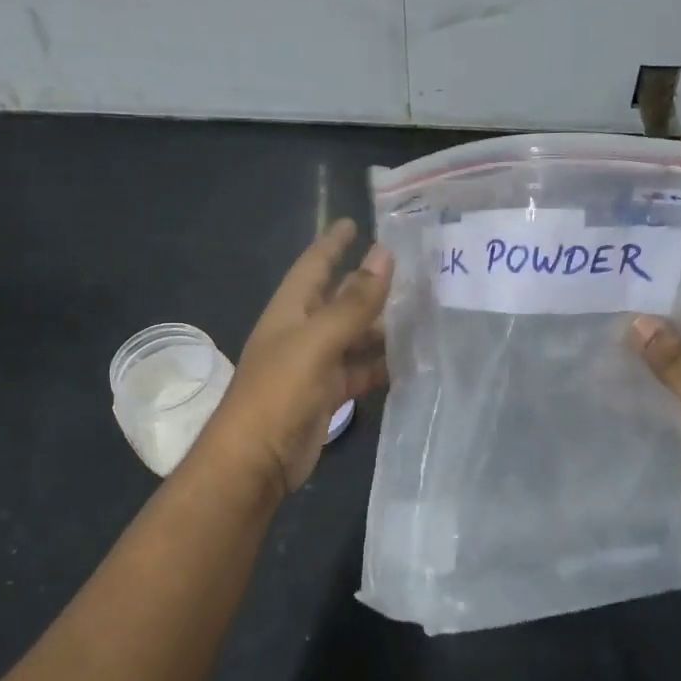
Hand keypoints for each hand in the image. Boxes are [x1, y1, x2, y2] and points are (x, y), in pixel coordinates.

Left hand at [194, 219, 391, 493]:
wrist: (256, 458)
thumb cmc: (280, 390)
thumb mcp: (318, 340)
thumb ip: (354, 301)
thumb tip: (384, 254)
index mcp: (292, 309)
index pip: (314, 264)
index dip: (333, 242)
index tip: (356, 222)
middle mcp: (303, 331)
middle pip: (340, 300)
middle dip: (370, 285)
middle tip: (413, 271)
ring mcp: (315, 364)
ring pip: (354, 337)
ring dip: (382, 328)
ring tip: (424, 314)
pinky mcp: (327, 394)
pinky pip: (358, 371)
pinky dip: (380, 366)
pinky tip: (411, 361)